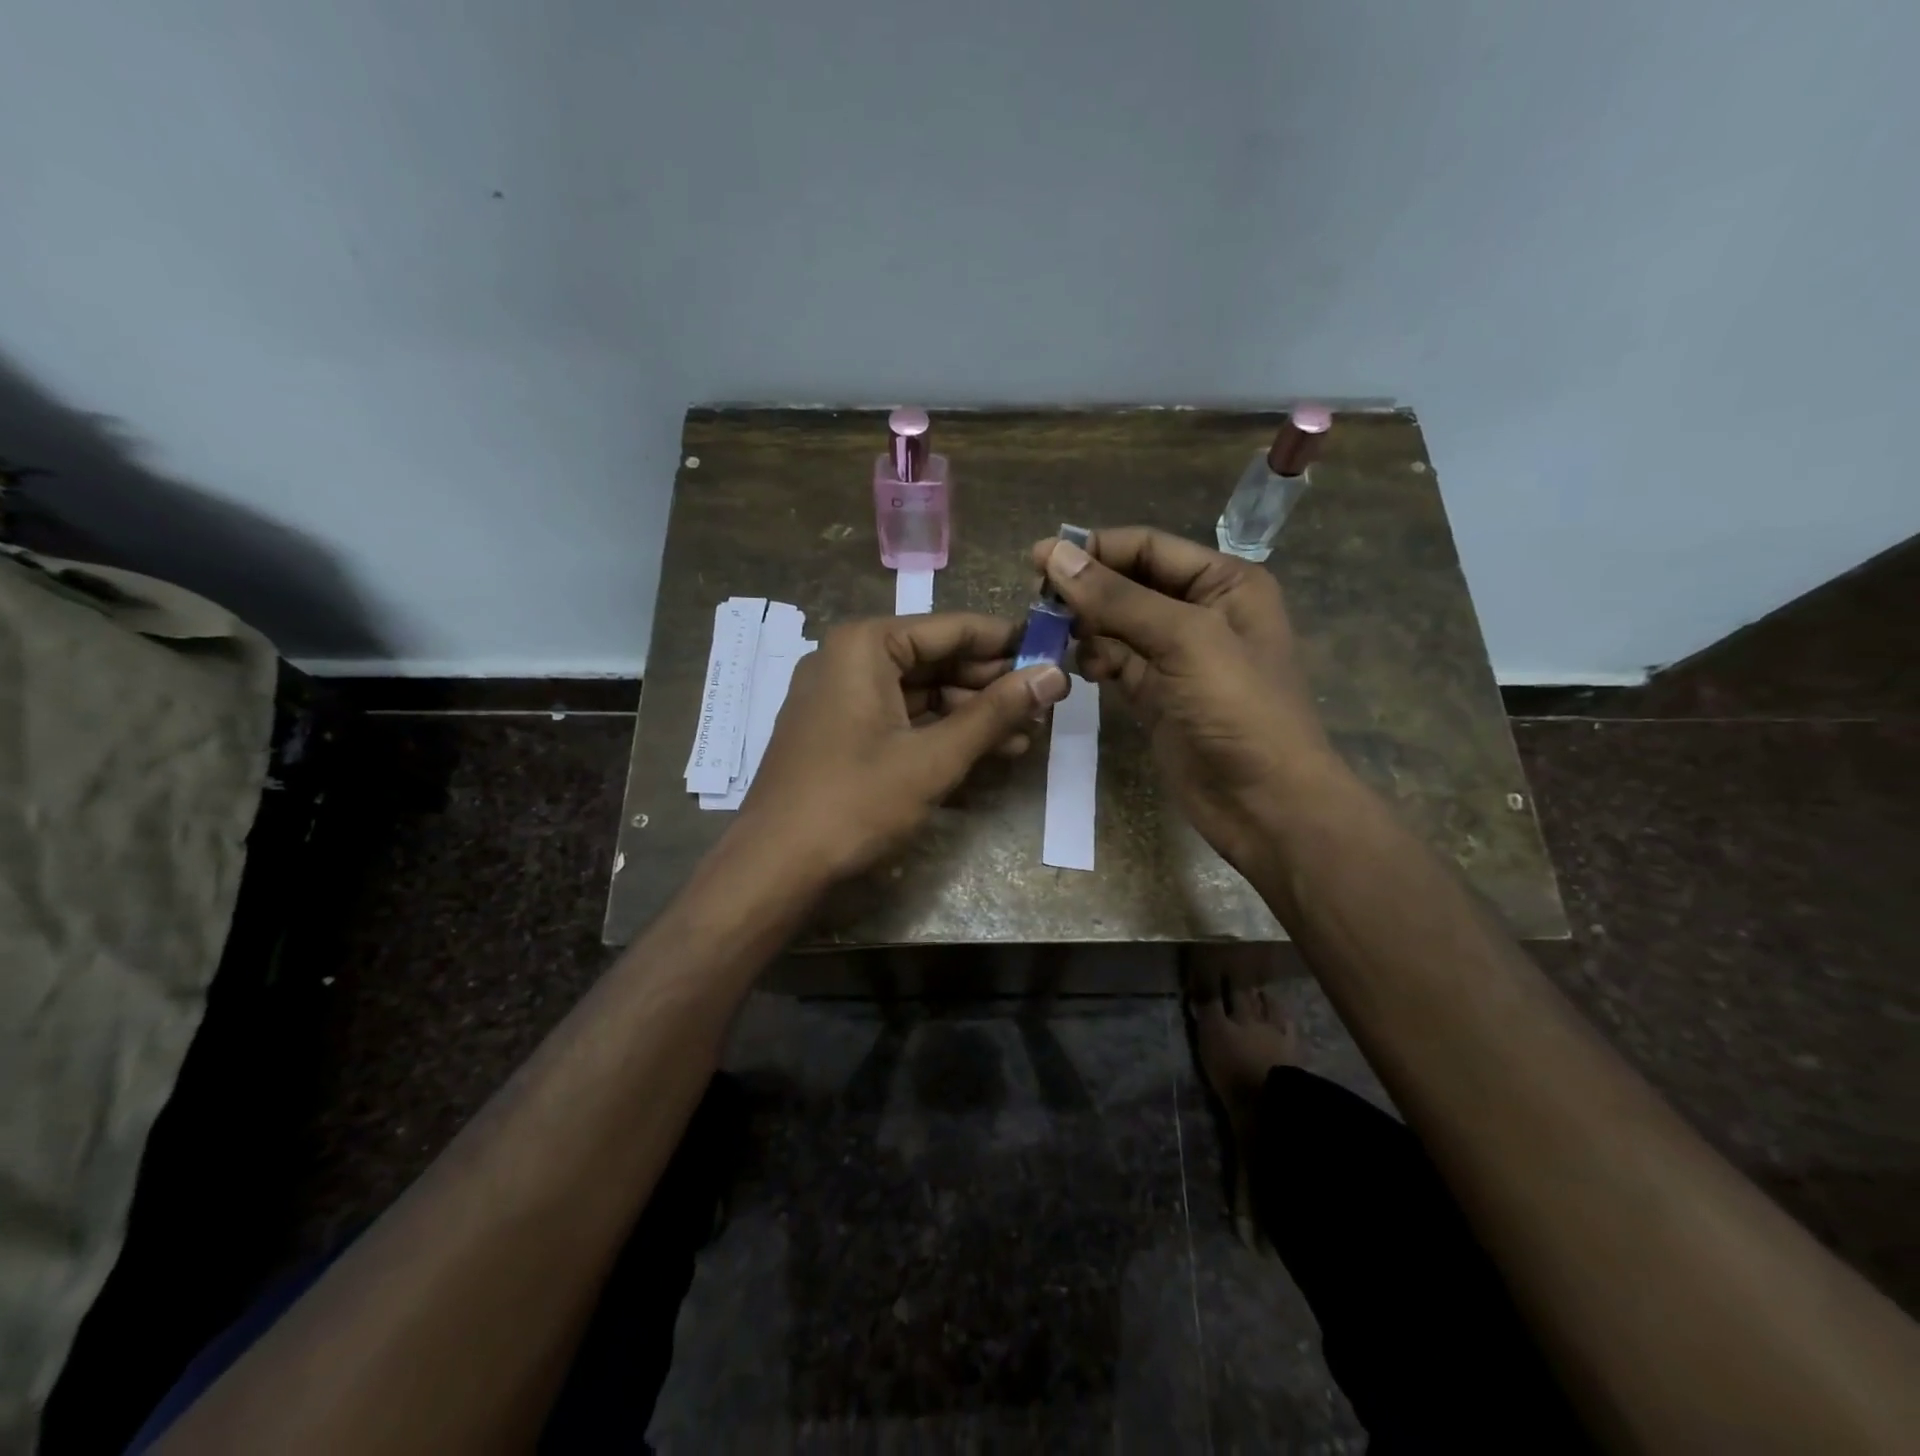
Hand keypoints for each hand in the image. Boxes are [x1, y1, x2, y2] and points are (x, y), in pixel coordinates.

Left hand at [738, 613, 1068, 881]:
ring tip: (1028, 733)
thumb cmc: (855, 802)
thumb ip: (995, 713)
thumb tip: (1054, 675)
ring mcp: (841, 698)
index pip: (952, 628)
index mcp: (865, 646)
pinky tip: (987, 751)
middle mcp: (849, 659)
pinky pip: (901, 719)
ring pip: (921, 693)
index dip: (1007, 642)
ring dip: (972, 714)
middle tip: (1046, 702)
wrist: (775, 867)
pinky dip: (941, 733)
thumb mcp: (934, 758)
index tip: (1054, 654)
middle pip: (936, 659)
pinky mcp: (841, 734)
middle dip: (992, 684)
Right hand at [1029, 527, 1341, 873]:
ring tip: (1058, 640)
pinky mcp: (1156, 693)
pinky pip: (1116, 662)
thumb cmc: (1239, 710)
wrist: (1265, 803)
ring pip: (1116, 625)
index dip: (1095, 549)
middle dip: (1086, 591)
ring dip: (1086, 629)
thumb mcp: (1184, 640)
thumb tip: (1056, 555)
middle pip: (1128, 584)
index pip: (1148, 548)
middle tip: (1039, 604)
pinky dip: (1095, 661)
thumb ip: (1118, 598)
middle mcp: (1201, 611)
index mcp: (1224, 582)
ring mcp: (1177, 656)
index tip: (1038, 560)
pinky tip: (1085, 672)